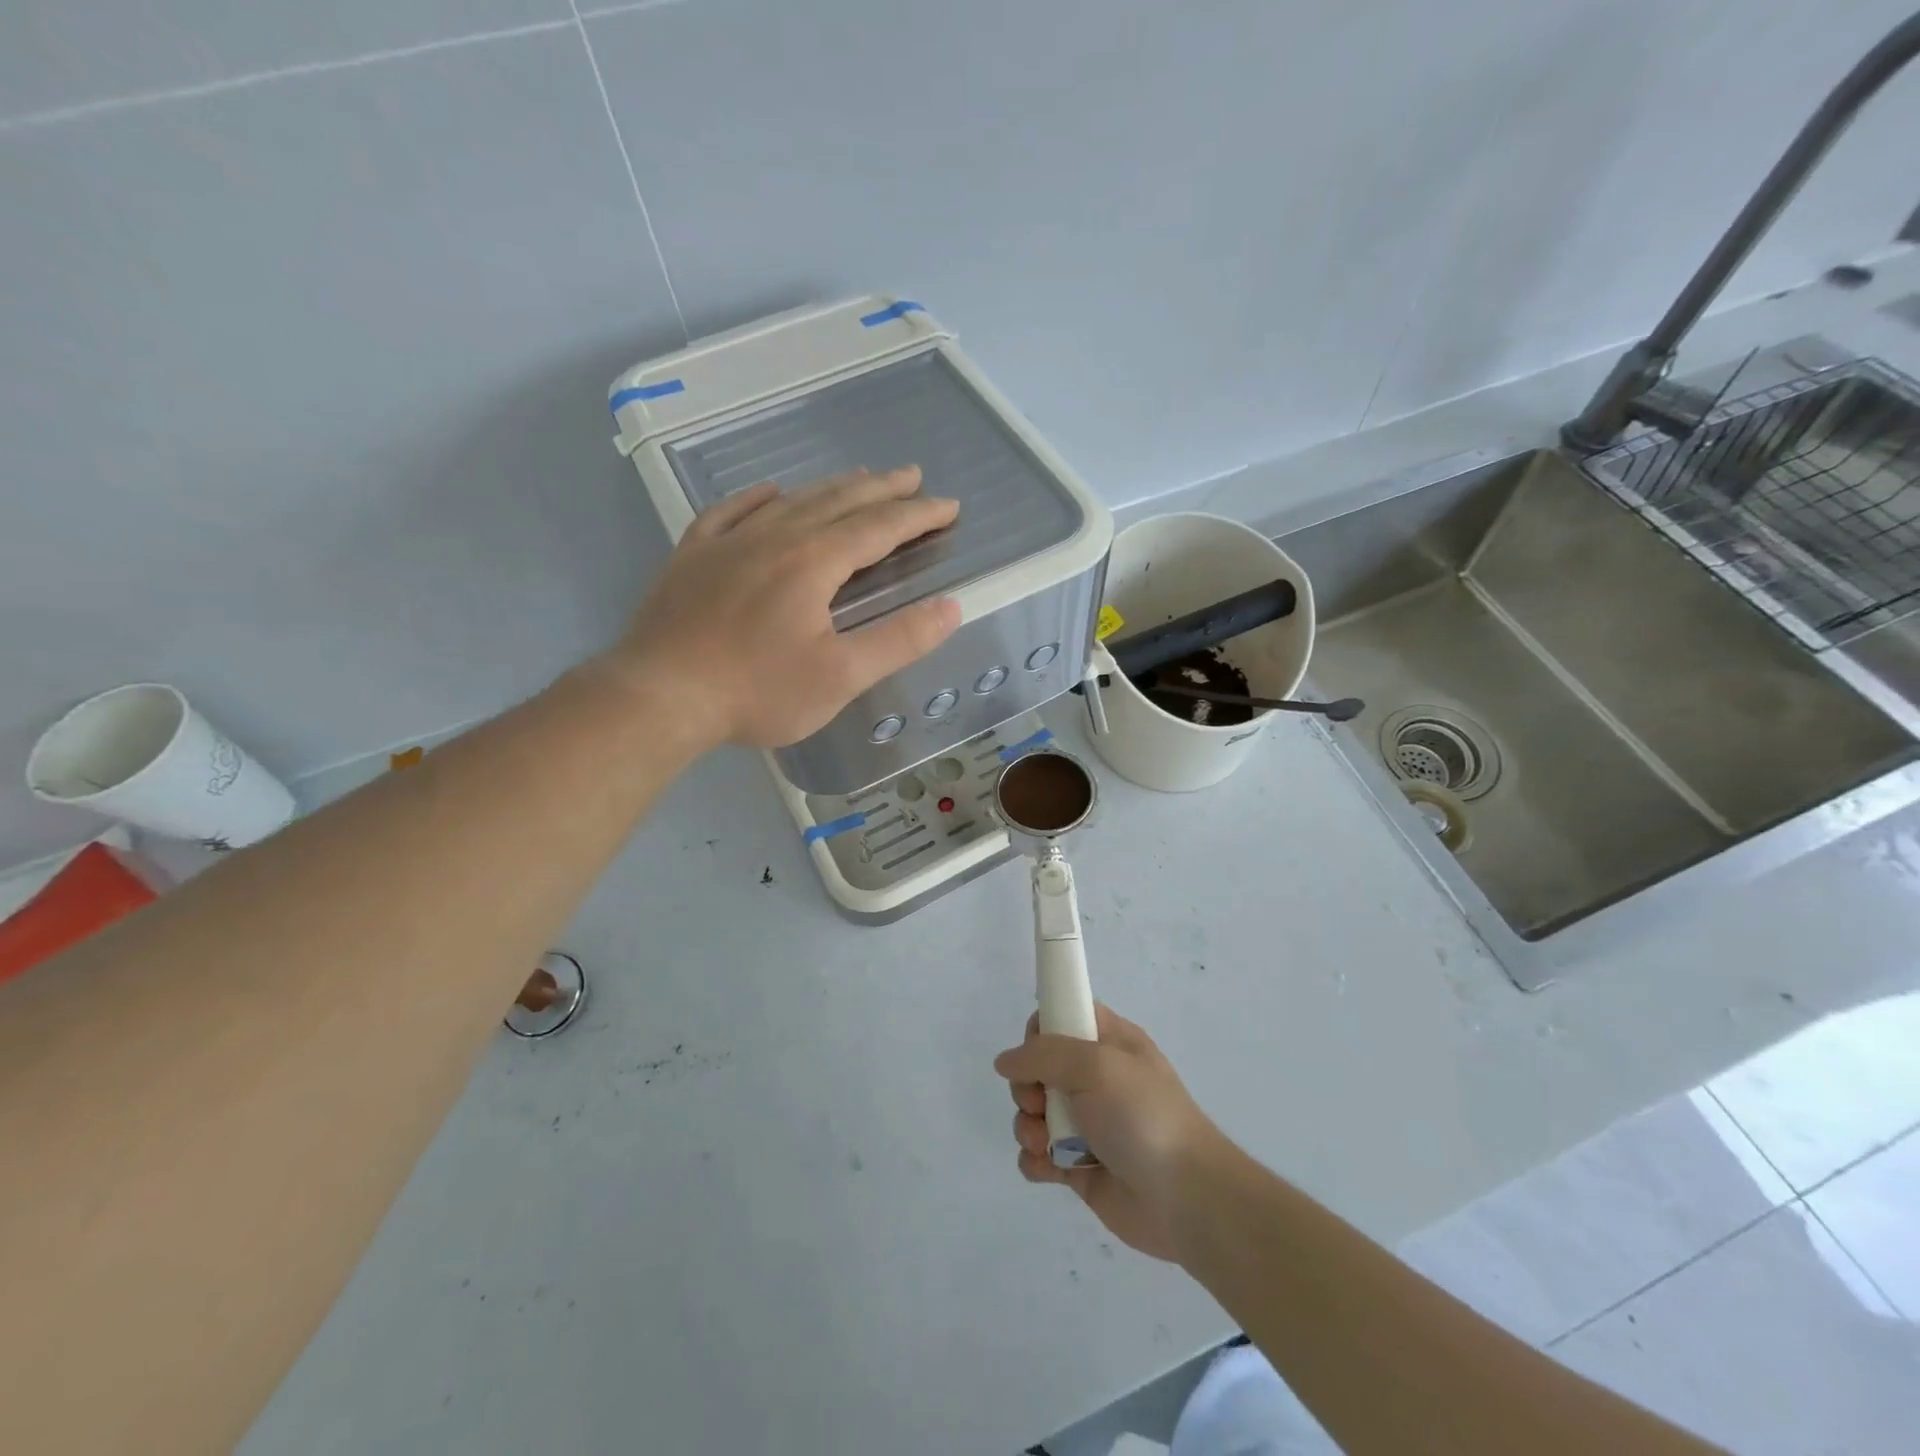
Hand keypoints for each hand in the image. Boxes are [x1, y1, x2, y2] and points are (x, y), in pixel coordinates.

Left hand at [618, 468, 960, 748]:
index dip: (919, 515)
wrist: (659, 695)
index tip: (949, 506)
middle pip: (838, 501)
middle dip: (882, 488)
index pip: (879, 527)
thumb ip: (899, 640)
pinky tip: (769, 492)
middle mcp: (775, 537)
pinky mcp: (693, 556)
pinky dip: (758, 497)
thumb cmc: (757, 691)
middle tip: (912, 476)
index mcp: (814, 561)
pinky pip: (731, 511)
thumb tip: (950, 608)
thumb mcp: (840, 676)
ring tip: (858, 478)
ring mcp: (728, 542)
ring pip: (791, 500)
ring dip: (831, 487)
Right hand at [995, 1004, 1225, 1261]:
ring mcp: (1087, 1123)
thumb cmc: (1143, 1117)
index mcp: (1109, 1042)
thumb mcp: (1096, 1065)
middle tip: (1040, 1103)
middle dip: (1027, 1086)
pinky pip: (1040, 1155)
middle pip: (1038, 1067)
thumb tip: (1005, 1060)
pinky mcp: (1079, 1166)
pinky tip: (1048, 1169)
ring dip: (1027, 1126)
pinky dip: (1035, 1161)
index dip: (1041, 1030)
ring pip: (1034, 1113)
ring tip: (1045, 1144)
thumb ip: (1044, 1054)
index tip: (1036, 1051)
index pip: (1064, 1016)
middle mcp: (1096, 1079)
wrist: (1186, 1199)